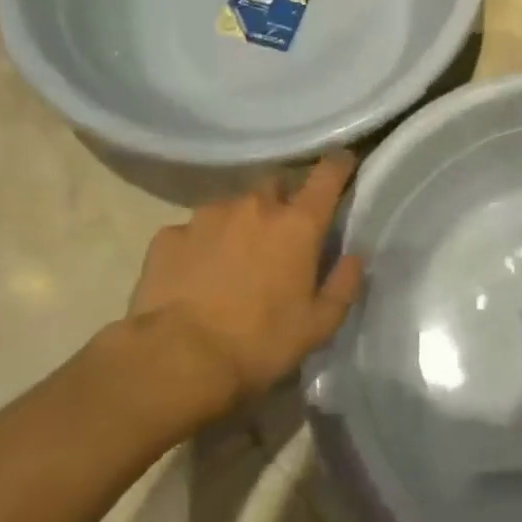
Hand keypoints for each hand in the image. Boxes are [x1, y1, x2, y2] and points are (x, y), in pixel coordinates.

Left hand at [92, 154, 364, 440]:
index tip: (343, 162)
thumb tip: (352, 257)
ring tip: (235, 258)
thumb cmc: (259, 342)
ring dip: (240, 223)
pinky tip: (196, 274)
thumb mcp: (319, 325)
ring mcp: (206, 217)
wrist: (176, 360)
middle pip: (275, 184)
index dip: (338, 165)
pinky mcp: (168, 236)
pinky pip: (193, 231)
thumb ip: (343, 284)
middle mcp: (254, 207)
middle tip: (283, 233)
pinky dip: (201, 244)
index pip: (326, 176)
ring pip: (232, 206)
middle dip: (283, 200)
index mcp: (297, 224)